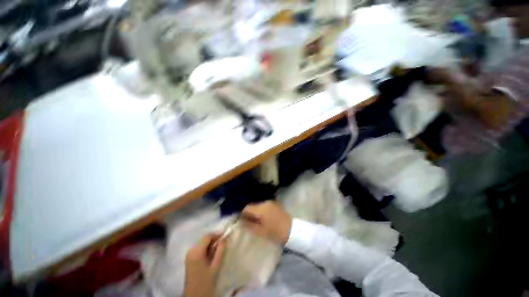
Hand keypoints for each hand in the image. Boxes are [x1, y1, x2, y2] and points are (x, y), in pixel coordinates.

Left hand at [184, 234, 225, 296]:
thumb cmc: (206, 282)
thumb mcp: (215, 266)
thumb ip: (220, 251)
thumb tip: (224, 239)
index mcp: (196, 251)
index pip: (207, 236)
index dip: (216, 234)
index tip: (225, 236)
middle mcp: (190, 250)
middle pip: (203, 239)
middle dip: (213, 239)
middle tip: (223, 242)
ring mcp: (188, 255)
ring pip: (201, 243)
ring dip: (209, 244)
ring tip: (218, 248)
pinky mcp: (188, 259)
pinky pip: (198, 248)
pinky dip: (205, 248)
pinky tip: (211, 254)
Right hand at [241, 201, 291, 244]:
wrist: (291, 229)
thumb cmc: (275, 232)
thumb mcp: (260, 231)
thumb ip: (249, 225)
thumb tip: (241, 221)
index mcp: (261, 209)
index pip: (247, 208)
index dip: (242, 214)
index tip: (241, 221)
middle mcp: (265, 203)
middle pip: (253, 206)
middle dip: (249, 213)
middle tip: (249, 222)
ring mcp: (271, 202)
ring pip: (258, 205)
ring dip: (256, 211)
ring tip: (257, 221)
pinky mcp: (275, 204)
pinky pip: (264, 206)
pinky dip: (262, 210)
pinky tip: (264, 218)